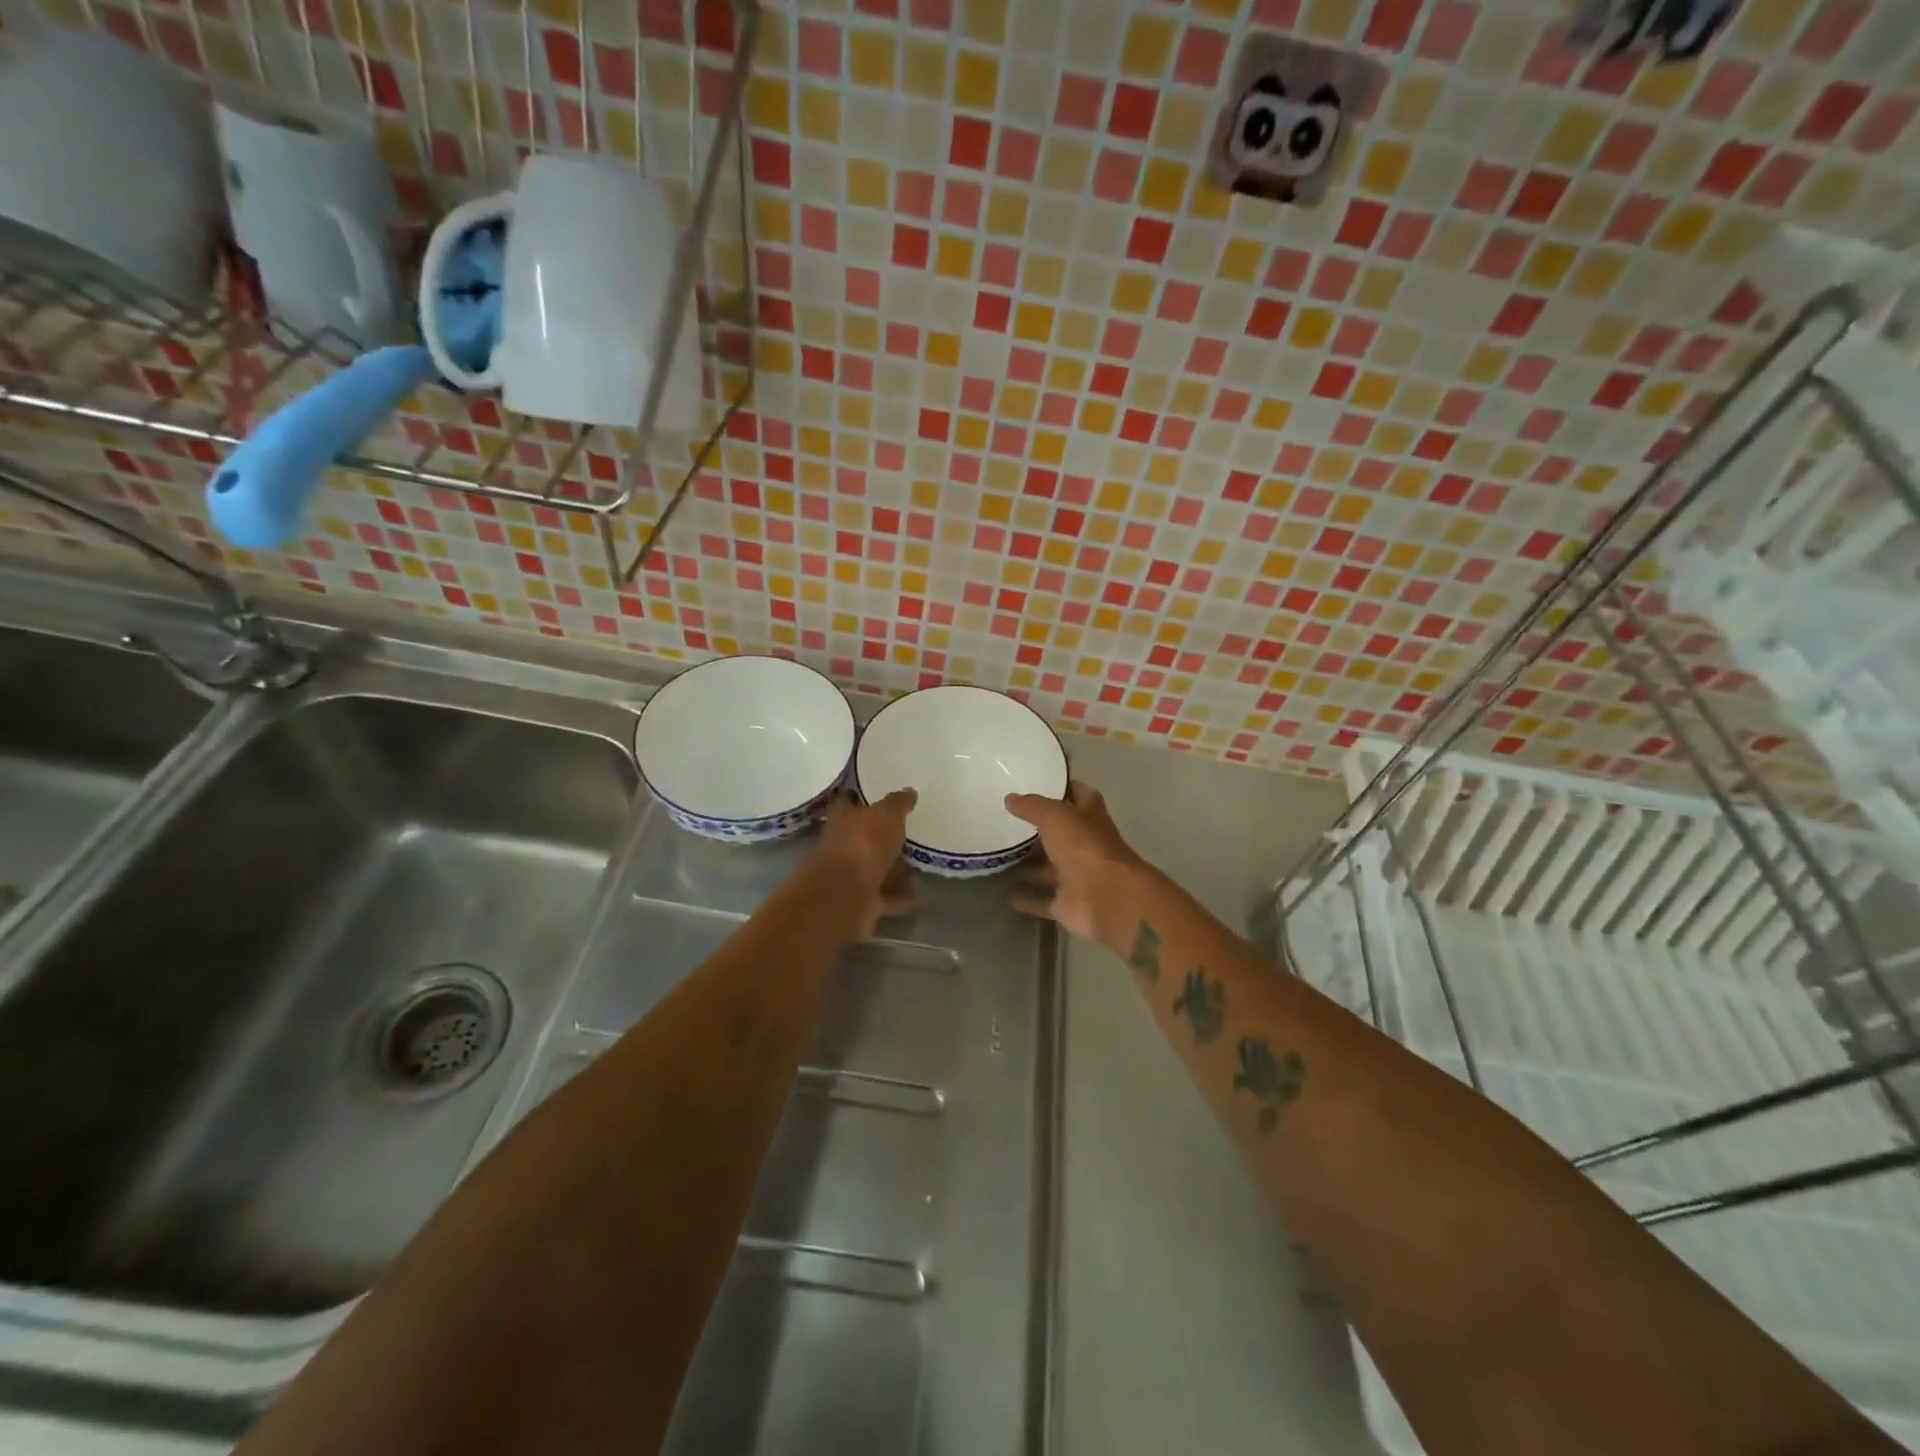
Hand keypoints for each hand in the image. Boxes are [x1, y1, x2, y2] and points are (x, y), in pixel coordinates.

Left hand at [812, 789, 917, 939]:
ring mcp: (851, 876)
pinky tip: (921, 895)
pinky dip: (901, 897)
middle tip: (909, 831)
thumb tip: (909, 791)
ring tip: (920, 864)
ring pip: (876, 869)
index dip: (860, 797)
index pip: (848, 801)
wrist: (846, 894)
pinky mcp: (862, 902)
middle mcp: (843, 846)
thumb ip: (898, 803)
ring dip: (894, 869)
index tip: (877, 794)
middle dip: (882, 837)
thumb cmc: (863, 843)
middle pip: (864, 838)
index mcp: (843, 819)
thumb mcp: (886, 814)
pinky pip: (886, 897)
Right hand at [1005, 780, 1143, 944]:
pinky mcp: (1068, 904)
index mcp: (1090, 818)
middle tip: (1006, 823)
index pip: (1080, 796)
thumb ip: (1033, 806)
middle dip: (1039, 831)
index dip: (1064, 788)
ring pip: (1049, 870)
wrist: (1109, 900)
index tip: (1039, 783)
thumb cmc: (1086, 848)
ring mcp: (1078, 877)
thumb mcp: (1056, 817)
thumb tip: (1010, 798)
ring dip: (1029, 867)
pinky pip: (1043, 900)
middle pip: (1061, 836)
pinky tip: (1006, 896)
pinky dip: (1028, 899)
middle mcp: (1086, 846)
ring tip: (999, 859)